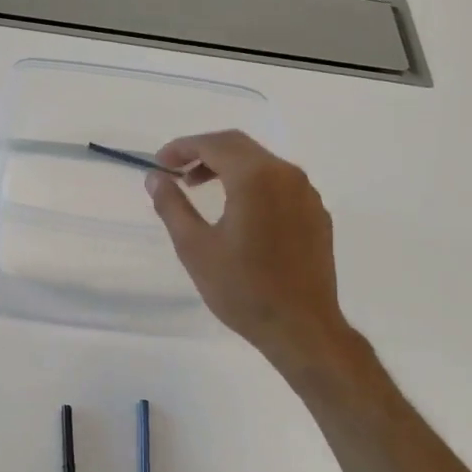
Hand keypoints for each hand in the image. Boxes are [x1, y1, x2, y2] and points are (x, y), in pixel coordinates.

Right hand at [147, 130, 349, 367]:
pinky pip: (280, 183)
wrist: (301, 327)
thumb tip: (155, 178)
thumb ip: (172, 206)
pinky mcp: (317, 214)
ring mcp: (307, 194)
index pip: (214, 144)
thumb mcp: (195, 248)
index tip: (160, 162)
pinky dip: (252, 183)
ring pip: (262, 163)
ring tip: (200, 188)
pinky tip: (238, 210)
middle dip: (204, 152)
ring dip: (228, 167)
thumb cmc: (242, 289)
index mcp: (255, 178)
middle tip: (176, 172)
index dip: (182, 147)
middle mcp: (287, 175)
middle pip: (240, 146)